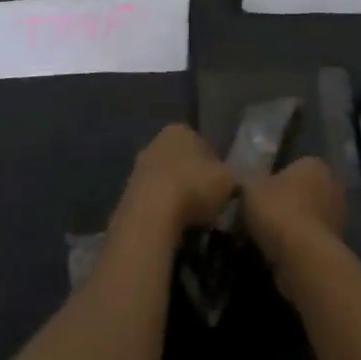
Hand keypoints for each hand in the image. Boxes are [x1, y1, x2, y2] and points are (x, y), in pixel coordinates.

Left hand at [117, 124, 236, 241]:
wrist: (149, 216)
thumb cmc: (193, 188)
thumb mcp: (228, 181)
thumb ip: (233, 178)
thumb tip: (234, 184)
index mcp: (180, 130)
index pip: (204, 145)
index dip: (216, 168)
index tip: (222, 189)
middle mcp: (155, 142)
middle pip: (183, 162)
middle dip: (194, 181)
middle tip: (208, 205)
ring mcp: (138, 168)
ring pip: (167, 182)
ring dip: (178, 198)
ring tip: (192, 222)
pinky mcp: (126, 194)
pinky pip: (153, 202)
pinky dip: (163, 213)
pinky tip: (173, 229)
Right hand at [240, 156, 345, 270]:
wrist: (303, 258)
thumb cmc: (279, 211)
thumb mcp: (251, 188)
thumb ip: (250, 181)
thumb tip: (249, 183)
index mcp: (315, 164)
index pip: (294, 167)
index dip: (275, 181)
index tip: (260, 196)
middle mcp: (333, 185)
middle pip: (303, 192)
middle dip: (287, 203)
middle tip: (263, 217)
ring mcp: (338, 217)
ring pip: (308, 217)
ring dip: (293, 227)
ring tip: (268, 240)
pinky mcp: (337, 245)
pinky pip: (311, 241)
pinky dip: (298, 247)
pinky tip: (280, 255)